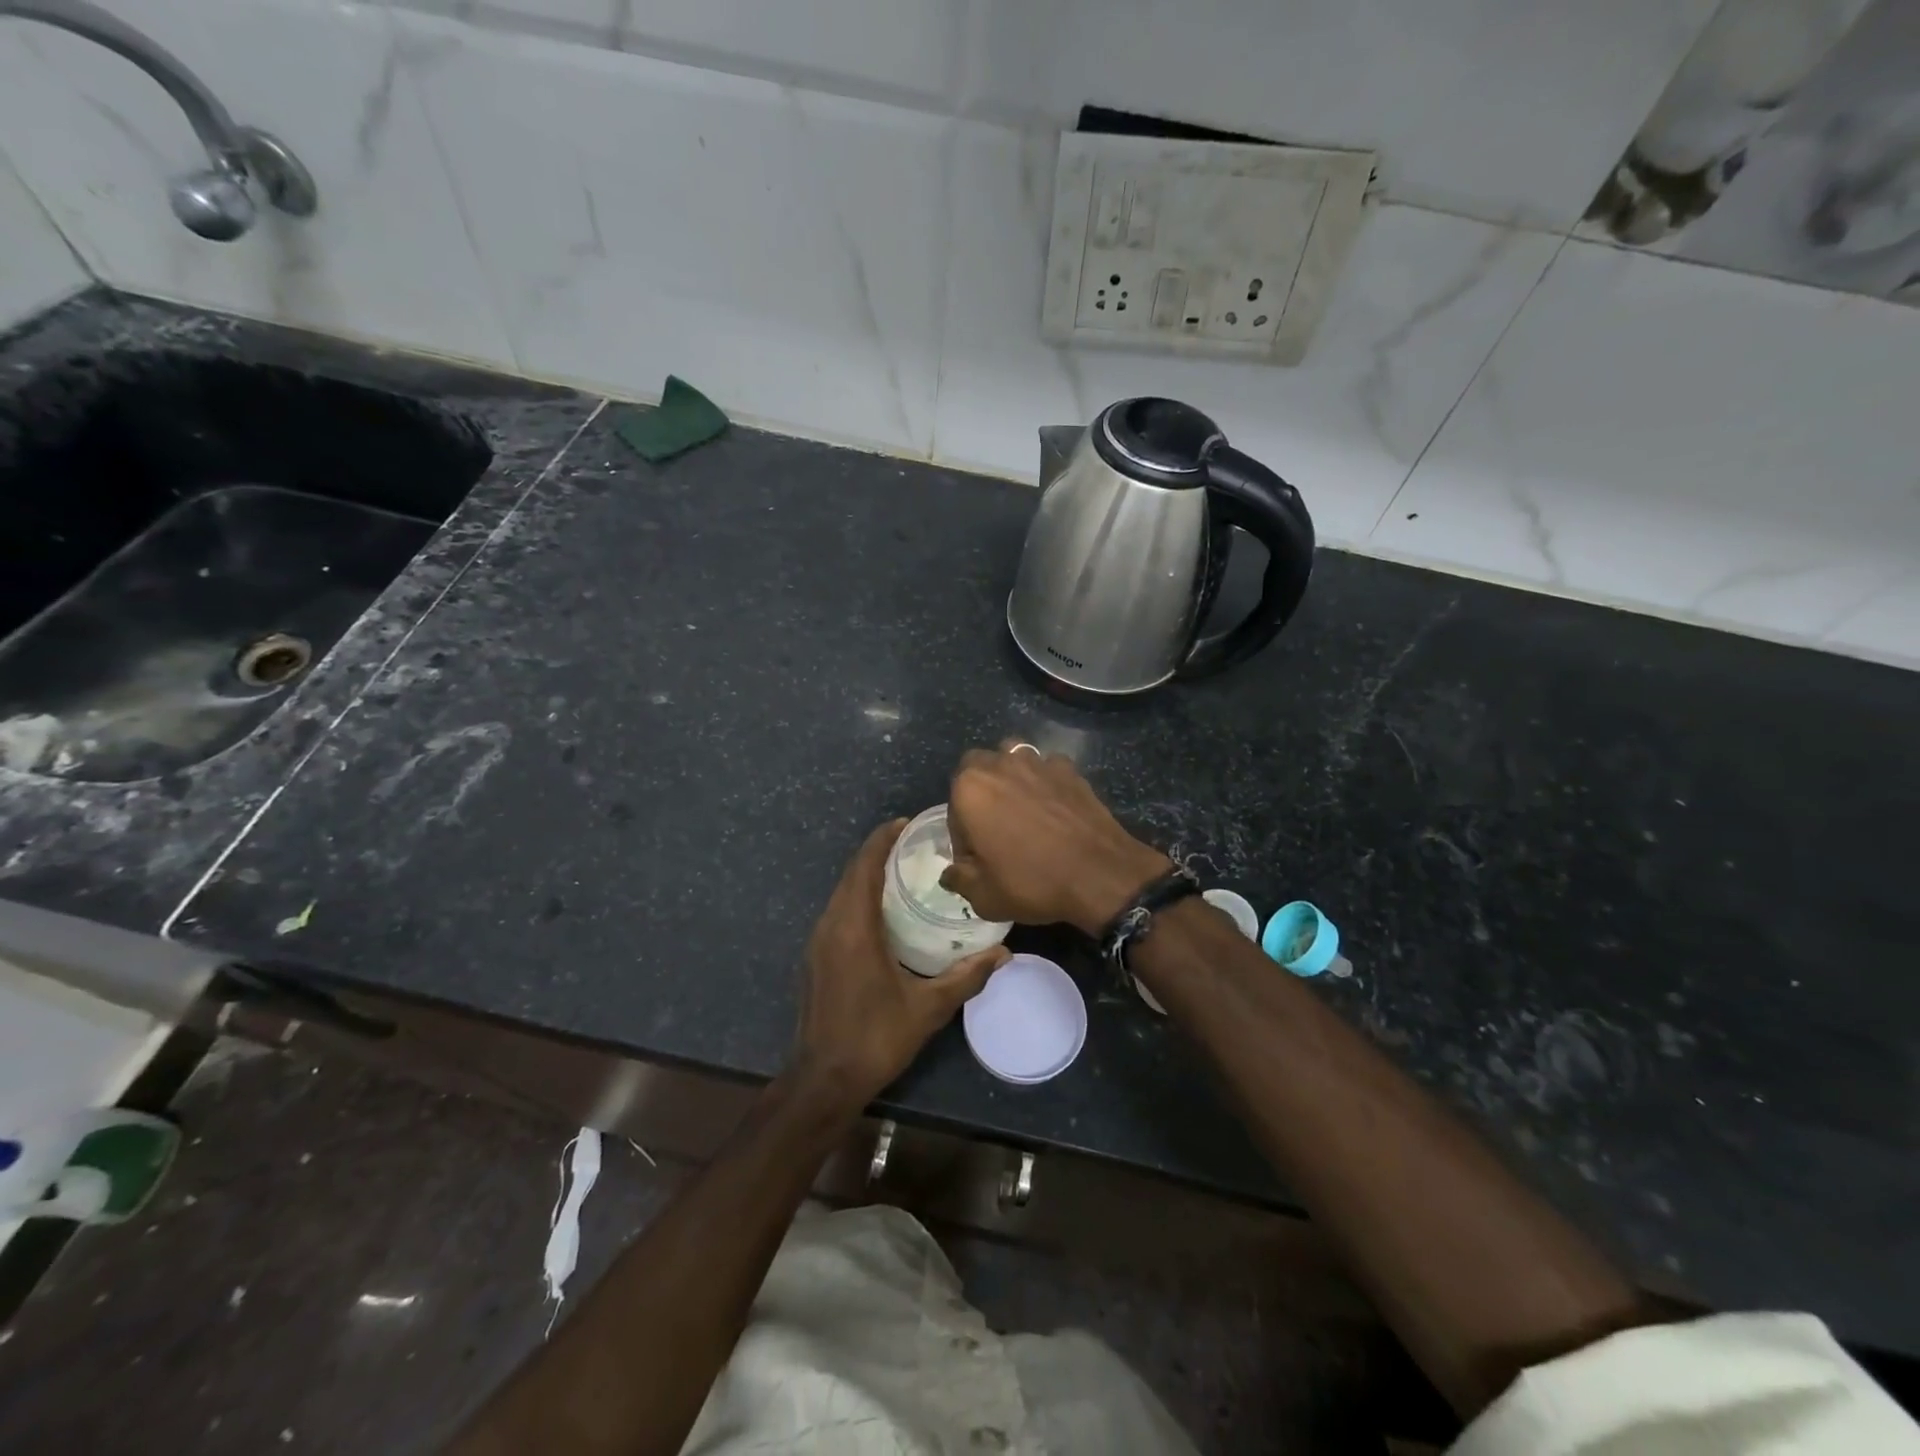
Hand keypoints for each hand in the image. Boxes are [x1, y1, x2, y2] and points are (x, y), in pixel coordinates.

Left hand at [790, 820, 1008, 1114]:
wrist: (823, 1079)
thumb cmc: (875, 1038)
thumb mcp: (928, 1008)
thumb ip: (966, 976)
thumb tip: (1005, 954)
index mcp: (854, 928)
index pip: (865, 866)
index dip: (883, 839)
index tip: (907, 822)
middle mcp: (831, 925)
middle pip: (852, 873)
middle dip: (878, 852)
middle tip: (915, 843)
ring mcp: (818, 941)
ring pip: (842, 892)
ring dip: (867, 874)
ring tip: (904, 869)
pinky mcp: (816, 957)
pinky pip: (838, 911)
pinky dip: (859, 896)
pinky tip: (884, 909)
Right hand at [942, 743, 1169, 936]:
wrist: (1099, 874)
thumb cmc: (1032, 882)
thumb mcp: (983, 896)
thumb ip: (959, 879)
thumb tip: (951, 873)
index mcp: (970, 789)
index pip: (953, 811)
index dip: (963, 837)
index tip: (978, 860)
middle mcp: (999, 764)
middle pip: (977, 769)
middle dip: (979, 793)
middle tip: (994, 828)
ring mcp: (1038, 762)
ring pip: (1011, 758)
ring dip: (1009, 777)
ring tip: (1021, 809)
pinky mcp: (1069, 769)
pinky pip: (1047, 768)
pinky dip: (1045, 782)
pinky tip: (1054, 807)